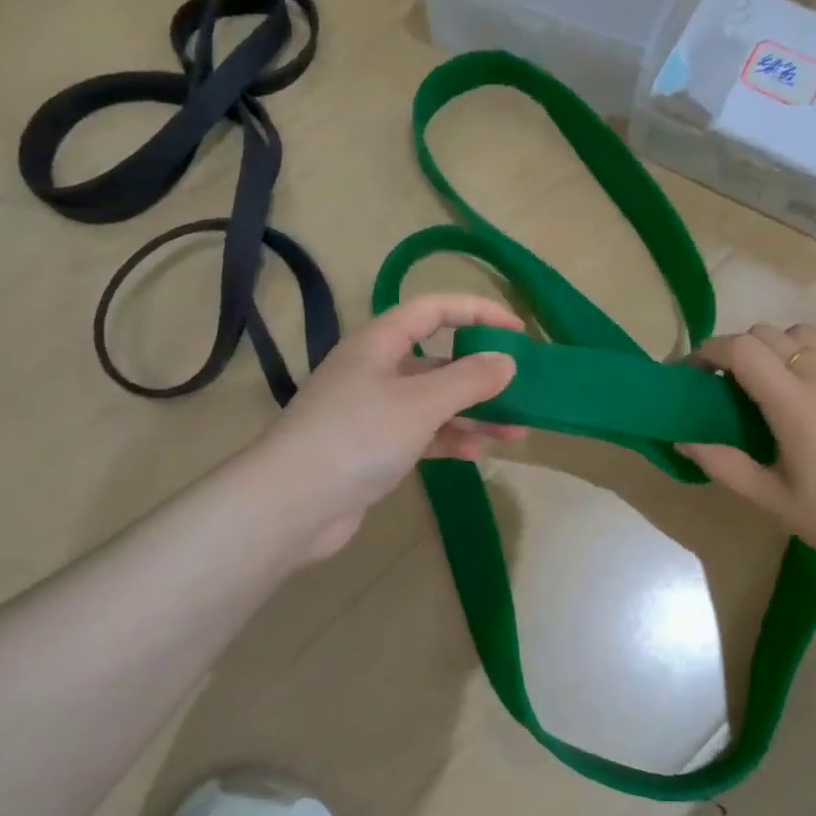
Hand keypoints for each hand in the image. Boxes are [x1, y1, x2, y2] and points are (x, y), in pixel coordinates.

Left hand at [247, 294, 525, 561]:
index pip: (434, 310)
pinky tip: (482, 452)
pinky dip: (452, 439)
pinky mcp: (374, 448)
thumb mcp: (420, 403)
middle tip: (523, 386)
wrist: (291, 505)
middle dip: (482, 372)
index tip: (518, 330)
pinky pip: (423, 434)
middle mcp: (376, 370)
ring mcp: (374, 411)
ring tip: (519, 429)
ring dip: (475, 412)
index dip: (477, 312)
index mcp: (379, 343)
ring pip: (434, 402)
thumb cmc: (357, 437)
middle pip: (438, 359)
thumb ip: (468, 379)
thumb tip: (507, 362)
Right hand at [679, 323, 815, 577]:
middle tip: (722, 384)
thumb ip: (724, 465)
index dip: (709, 351)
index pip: (743, 349)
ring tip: (764, 381)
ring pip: (801, 332)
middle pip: (767, 333)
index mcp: (796, 405)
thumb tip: (683, 440)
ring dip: (772, 345)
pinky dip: (802, 352)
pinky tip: (801, 390)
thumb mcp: (772, 499)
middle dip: (735, 349)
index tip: (692, 372)